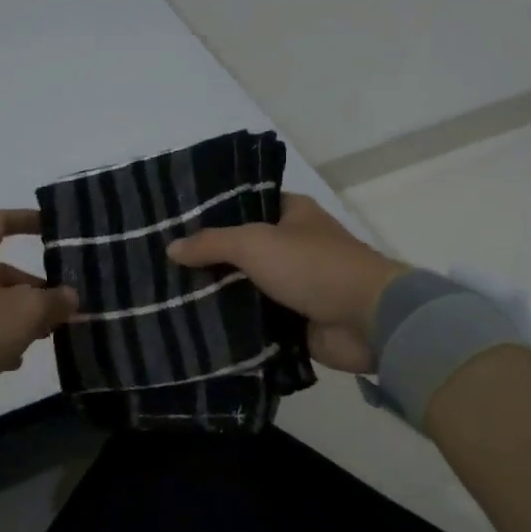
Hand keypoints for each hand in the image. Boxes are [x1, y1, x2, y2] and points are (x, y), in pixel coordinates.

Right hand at [167, 194, 406, 373]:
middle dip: (207, 259)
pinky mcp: (294, 320)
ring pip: (245, 286)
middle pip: (240, 249)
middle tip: (162, 265)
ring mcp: (294, 285)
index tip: (173, 224)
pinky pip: (255, 319)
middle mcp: (292, 245)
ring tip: (168, 297)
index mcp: (291, 214)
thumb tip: (171, 248)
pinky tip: (196, 326)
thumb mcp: (255, 243)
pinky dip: (233, 324)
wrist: (368, 321)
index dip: (211, 213)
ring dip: (217, 294)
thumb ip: (211, 243)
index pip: (243, 205)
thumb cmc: (313, 266)